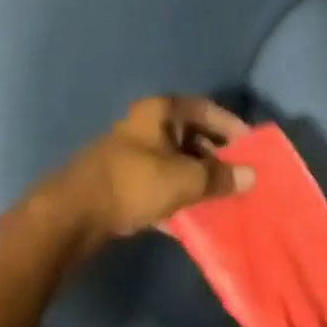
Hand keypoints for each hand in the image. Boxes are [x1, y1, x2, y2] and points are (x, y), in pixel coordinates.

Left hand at [52, 95, 253, 249]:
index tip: (251, 147)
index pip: (205, 109)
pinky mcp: (124, 183)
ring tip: (224, 198)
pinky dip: (178, 198)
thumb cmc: (135, 183)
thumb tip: (251, 176)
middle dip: (217, 157)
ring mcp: (133, 155)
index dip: (231, 125)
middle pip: (191, 136)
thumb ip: (220, 177)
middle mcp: (146, 127)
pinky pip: (161, 186)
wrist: (75, 215)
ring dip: (199, 180)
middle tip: (241, 177)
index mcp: (160, 112)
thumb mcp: (185, 179)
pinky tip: (196, 218)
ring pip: (176, 163)